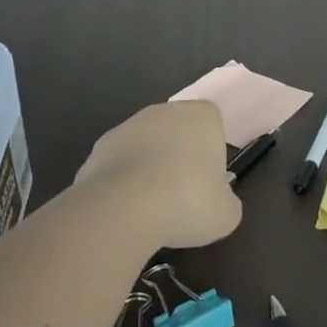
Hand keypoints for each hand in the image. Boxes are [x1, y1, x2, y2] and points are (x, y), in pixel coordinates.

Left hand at [73, 100, 243, 248]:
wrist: (122, 208)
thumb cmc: (187, 202)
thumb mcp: (225, 214)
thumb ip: (227, 202)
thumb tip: (219, 201)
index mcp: (202, 117)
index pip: (212, 121)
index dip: (211, 148)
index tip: (208, 178)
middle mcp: (165, 111)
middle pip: (177, 129)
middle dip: (179, 155)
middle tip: (182, 193)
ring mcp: (129, 126)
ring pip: (147, 144)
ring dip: (149, 166)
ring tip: (150, 206)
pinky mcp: (99, 147)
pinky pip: (120, 162)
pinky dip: (123, 180)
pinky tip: (125, 207)